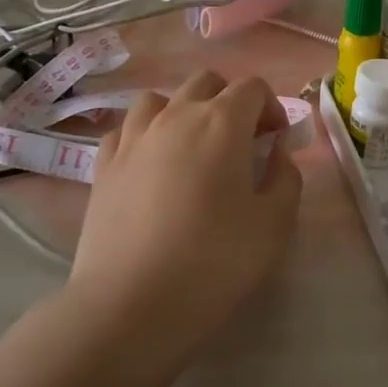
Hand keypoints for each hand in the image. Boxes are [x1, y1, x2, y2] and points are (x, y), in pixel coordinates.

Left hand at [63, 71, 301, 371]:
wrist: (129, 304)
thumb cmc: (213, 261)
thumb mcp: (273, 224)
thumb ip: (285, 177)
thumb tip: (276, 152)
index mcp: (222, 123)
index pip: (252, 87)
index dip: (271, 107)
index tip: (275, 141)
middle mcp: (176, 116)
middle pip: (206, 82)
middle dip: (230, 101)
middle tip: (240, 142)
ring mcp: (133, 138)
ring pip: (159, 98)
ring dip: (182, 111)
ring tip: (191, 148)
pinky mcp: (103, 165)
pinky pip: (125, 129)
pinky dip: (144, 135)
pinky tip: (150, 164)